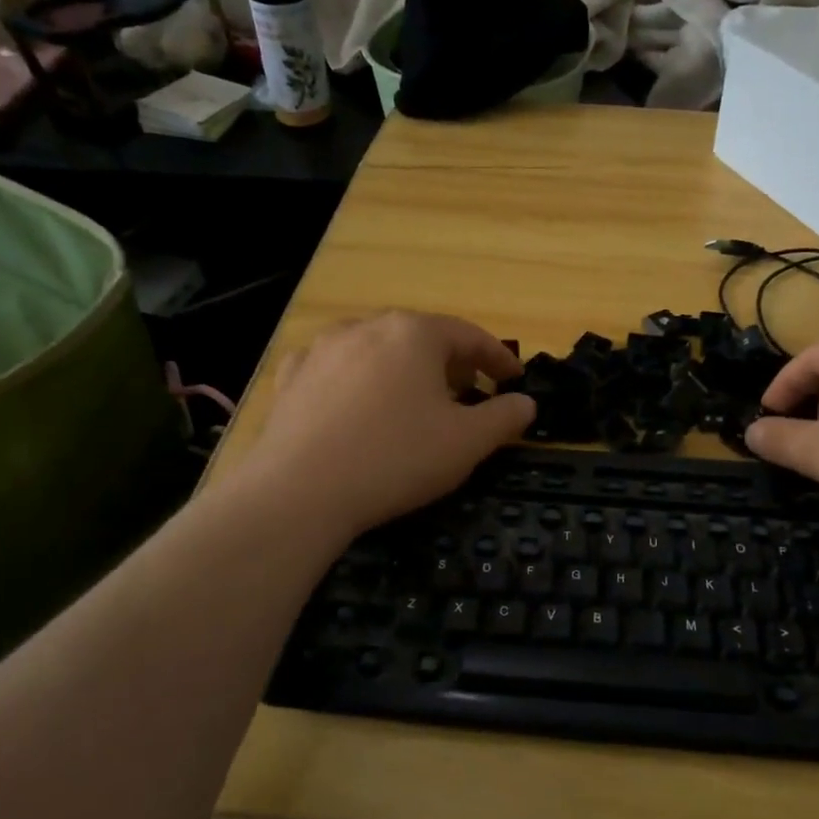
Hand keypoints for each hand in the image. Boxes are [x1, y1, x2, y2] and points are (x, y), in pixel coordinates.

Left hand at [244, 311, 535, 537]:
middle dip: (451, 362)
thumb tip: (526, 404)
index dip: (498, 357)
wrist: (300, 491)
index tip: (515, 378)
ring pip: (377, 349)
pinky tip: (358, 400)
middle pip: (421, 337)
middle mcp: (367, 326)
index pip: (469, 335)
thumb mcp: (466, 443)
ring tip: (414, 397)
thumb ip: (504, 418)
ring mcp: (323, 348)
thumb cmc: (396, 458)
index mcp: (414, 333)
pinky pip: (336, 367)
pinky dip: (358, 379)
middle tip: (469, 391)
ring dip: (403, 368)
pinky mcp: (292, 376)